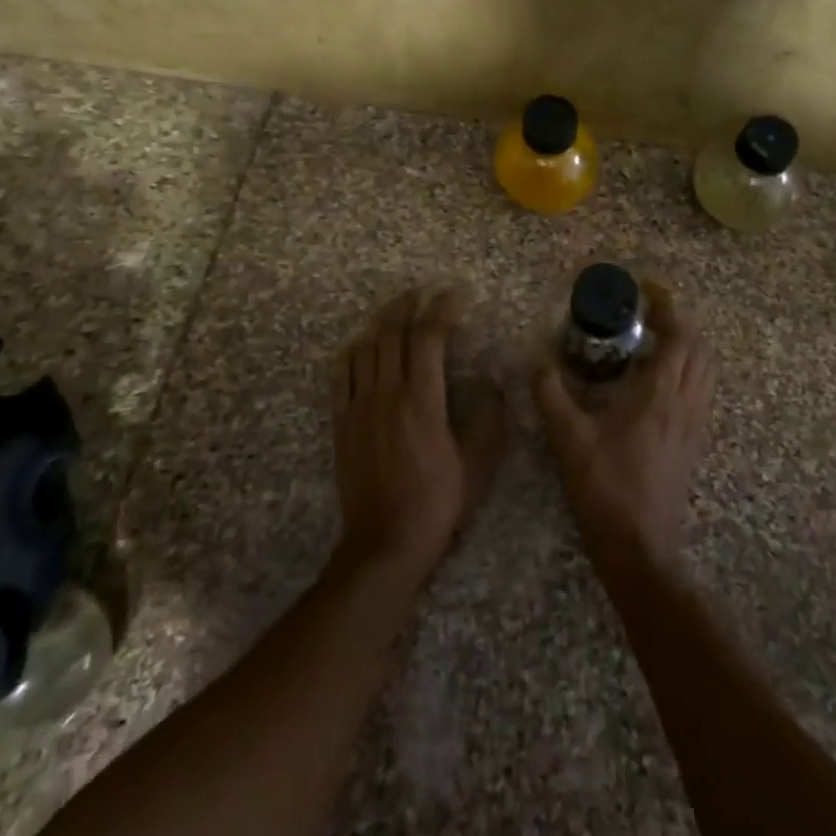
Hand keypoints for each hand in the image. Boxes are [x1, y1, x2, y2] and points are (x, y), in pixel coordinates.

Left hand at [331, 286, 505, 580]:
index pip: (429, 337)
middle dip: (408, 305)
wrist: (384, 543)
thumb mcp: (477, 465)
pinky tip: (360, 347)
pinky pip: (341, 374)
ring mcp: (359, 406)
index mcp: (422, 399)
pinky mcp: (341, 422)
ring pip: (365, 348)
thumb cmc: (437, 503)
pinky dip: (353, 352)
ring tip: (395, 312)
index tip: (455, 294)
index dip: (443, 309)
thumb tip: (494, 383)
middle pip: (392, 333)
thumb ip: (488, 419)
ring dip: (380, 323)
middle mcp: (387, 393)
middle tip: (421, 293)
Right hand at [535, 284, 713, 568]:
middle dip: (679, 320)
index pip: (679, 335)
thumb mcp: (567, 438)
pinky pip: (702, 392)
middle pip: (700, 348)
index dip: (668, 305)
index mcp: (660, 395)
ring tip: (655, 339)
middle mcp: (686, 404)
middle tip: (647, 311)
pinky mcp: (694, 444)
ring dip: (688, 345)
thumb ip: (550, 394)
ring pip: (705, 370)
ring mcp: (695, 425)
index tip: (647, 288)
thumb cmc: (604, 487)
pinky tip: (659, 381)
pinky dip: (689, 371)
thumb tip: (536, 360)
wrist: (639, 548)